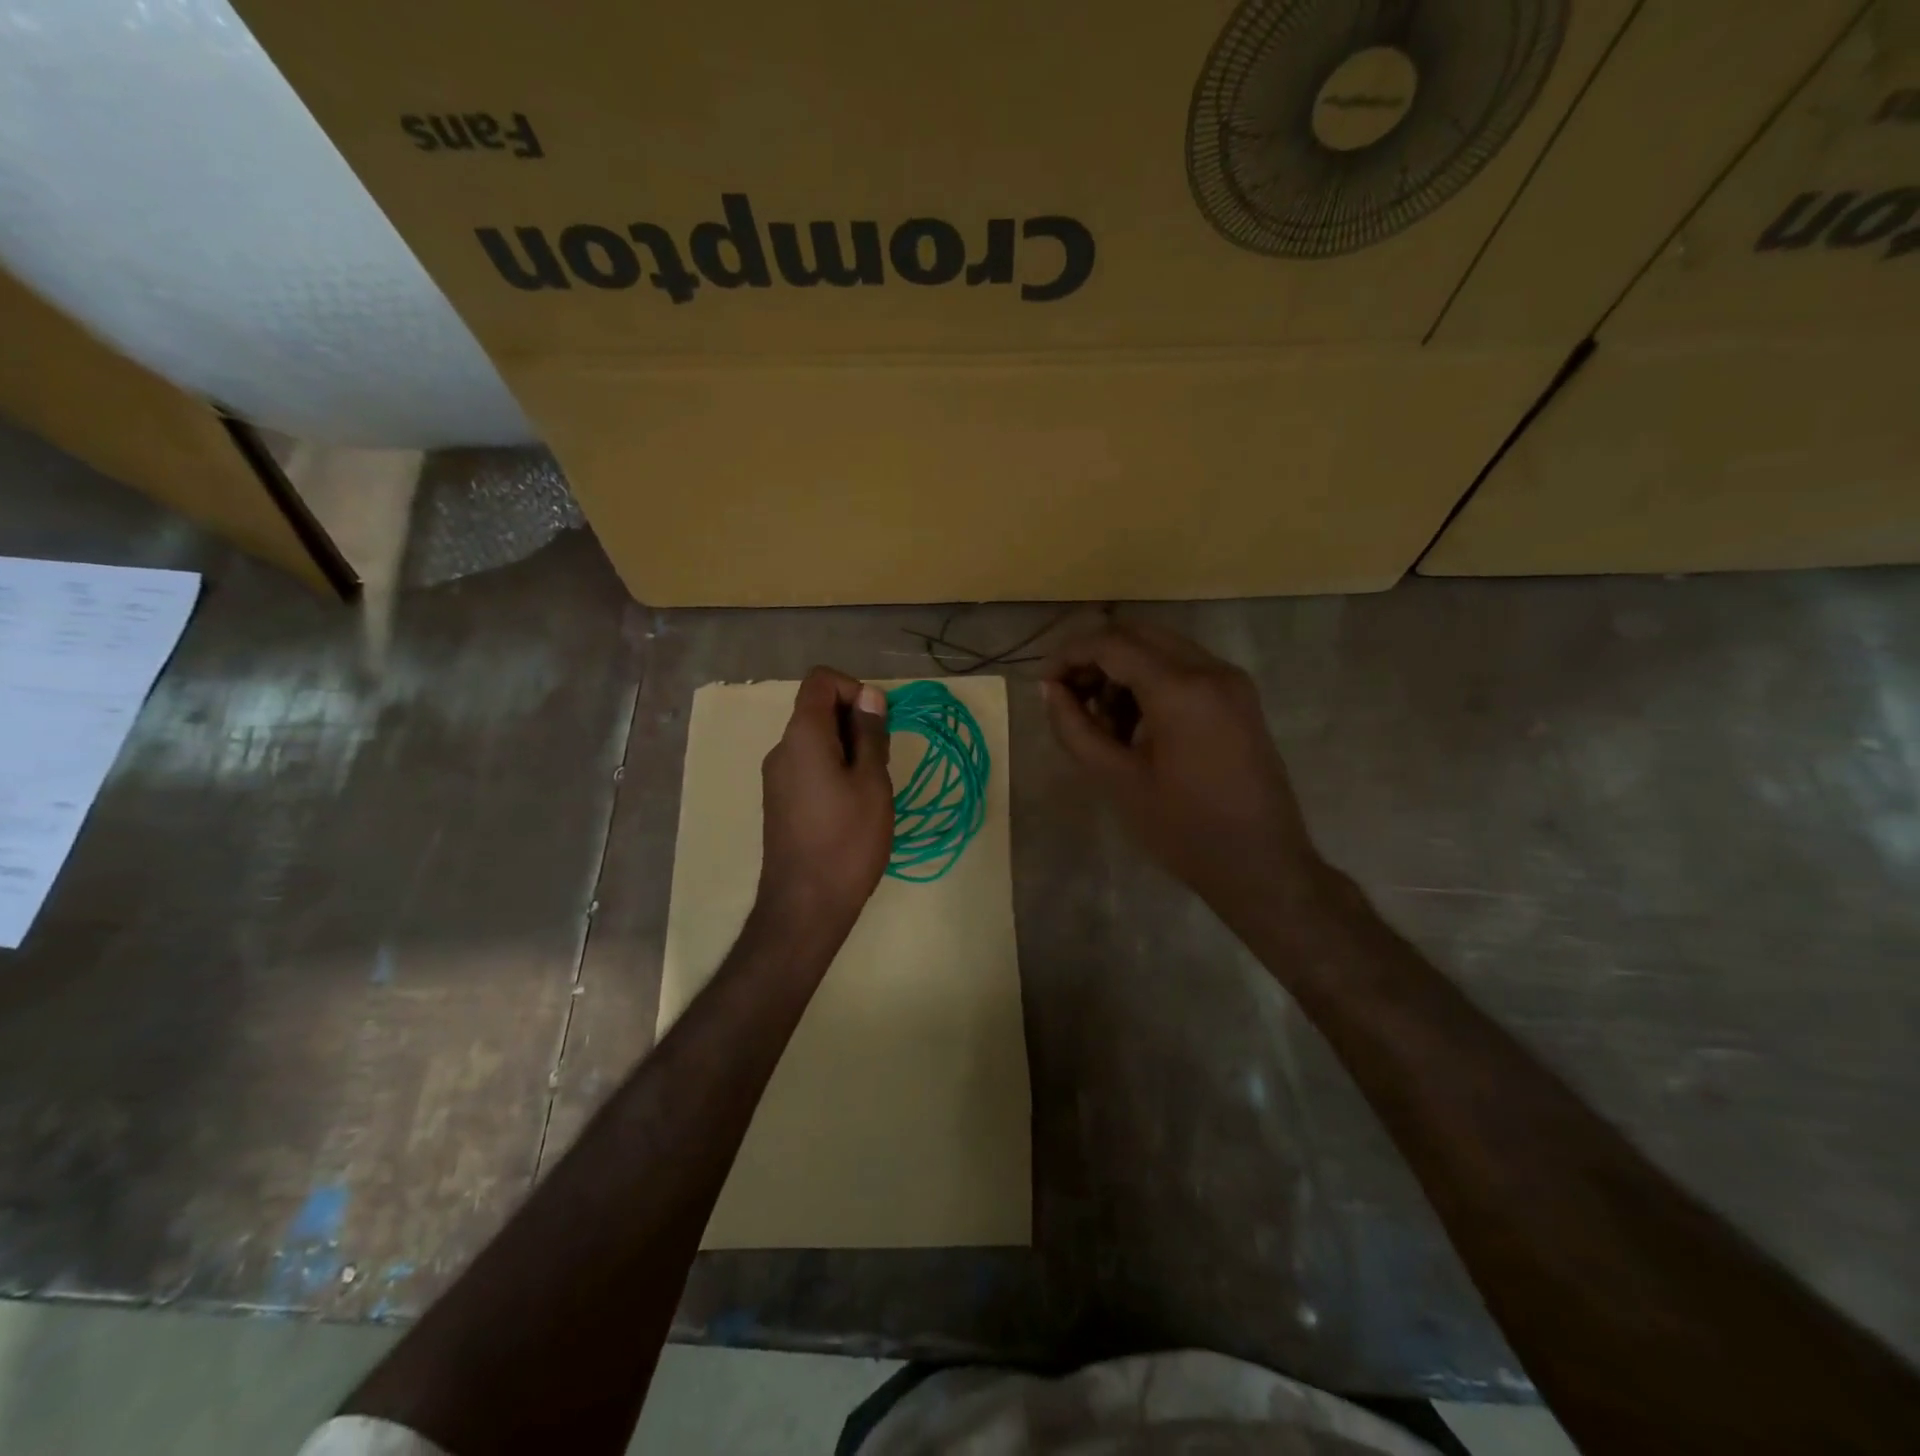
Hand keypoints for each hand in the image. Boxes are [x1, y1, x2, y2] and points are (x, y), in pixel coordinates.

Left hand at [757, 667, 893, 933]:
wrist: (805, 905)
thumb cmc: (847, 840)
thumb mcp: (872, 782)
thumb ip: (871, 734)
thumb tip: (870, 696)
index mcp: (802, 735)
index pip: (821, 680)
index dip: (854, 688)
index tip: (878, 722)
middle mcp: (782, 749)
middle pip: (818, 710)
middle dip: (856, 722)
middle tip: (881, 762)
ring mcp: (777, 777)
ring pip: (816, 740)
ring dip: (848, 749)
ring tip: (871, 789)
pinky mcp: (780, 801)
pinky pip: (808, 766)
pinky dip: (834, 769)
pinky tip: (853, 806)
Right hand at [1042, 623, 1323, 914]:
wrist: (1261, 865)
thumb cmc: (1183, 829)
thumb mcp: (1117, 779)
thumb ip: (1075, 728)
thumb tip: (1049, 690)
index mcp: (1181, 689)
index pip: (1112, 644)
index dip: (1069, 655)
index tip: (1043, 683)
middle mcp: (1211, 669)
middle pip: (1138, 634)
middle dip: (1096, 658)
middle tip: (1069, 697)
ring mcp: (1231, 681)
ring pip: (1161, 648)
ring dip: (1123, 670)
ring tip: (1103, 723)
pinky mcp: (1239, 698)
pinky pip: (1184, 669)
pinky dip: (1151, 682)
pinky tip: (1136, 726)